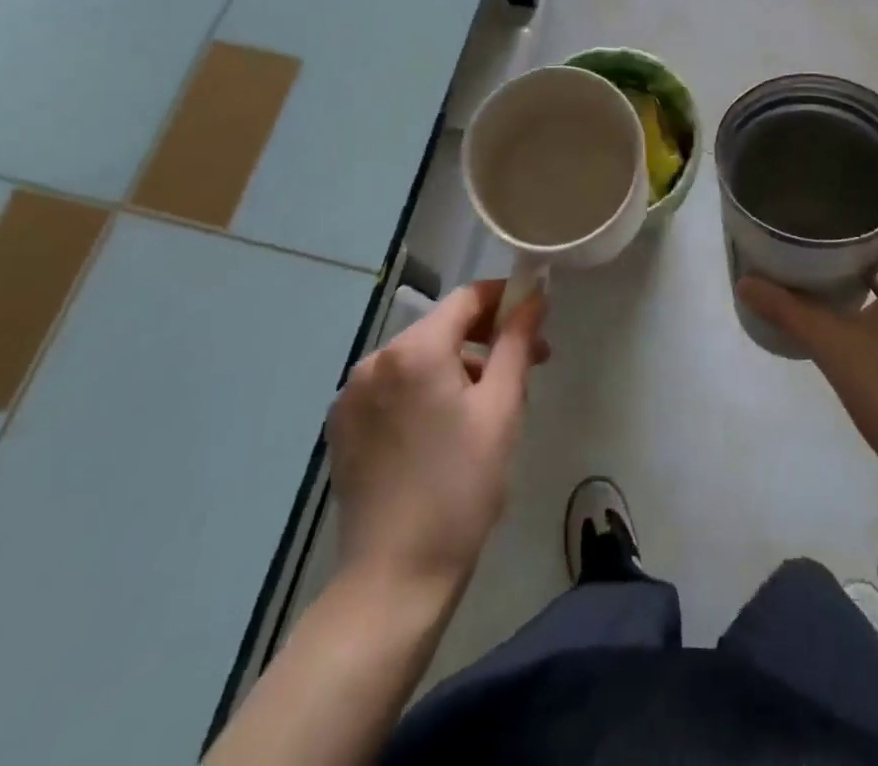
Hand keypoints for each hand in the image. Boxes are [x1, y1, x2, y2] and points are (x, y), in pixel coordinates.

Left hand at [328, 281, 548, 598]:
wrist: (394, 579)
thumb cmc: (461, 488)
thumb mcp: (502, 409)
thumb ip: (517, 343)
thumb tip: (534, 297)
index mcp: (414, 350)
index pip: (466, 298)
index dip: (504, 300)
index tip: (535, 319)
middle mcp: (375, 359)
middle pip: (441, 327)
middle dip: (485, 339)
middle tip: (526, 367)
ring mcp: (352, 393)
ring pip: (417, 358)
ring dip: (456, 367)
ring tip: (488, 406)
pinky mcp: (342, 425)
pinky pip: (393, 387)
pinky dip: (424, 391)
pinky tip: (444, 430)